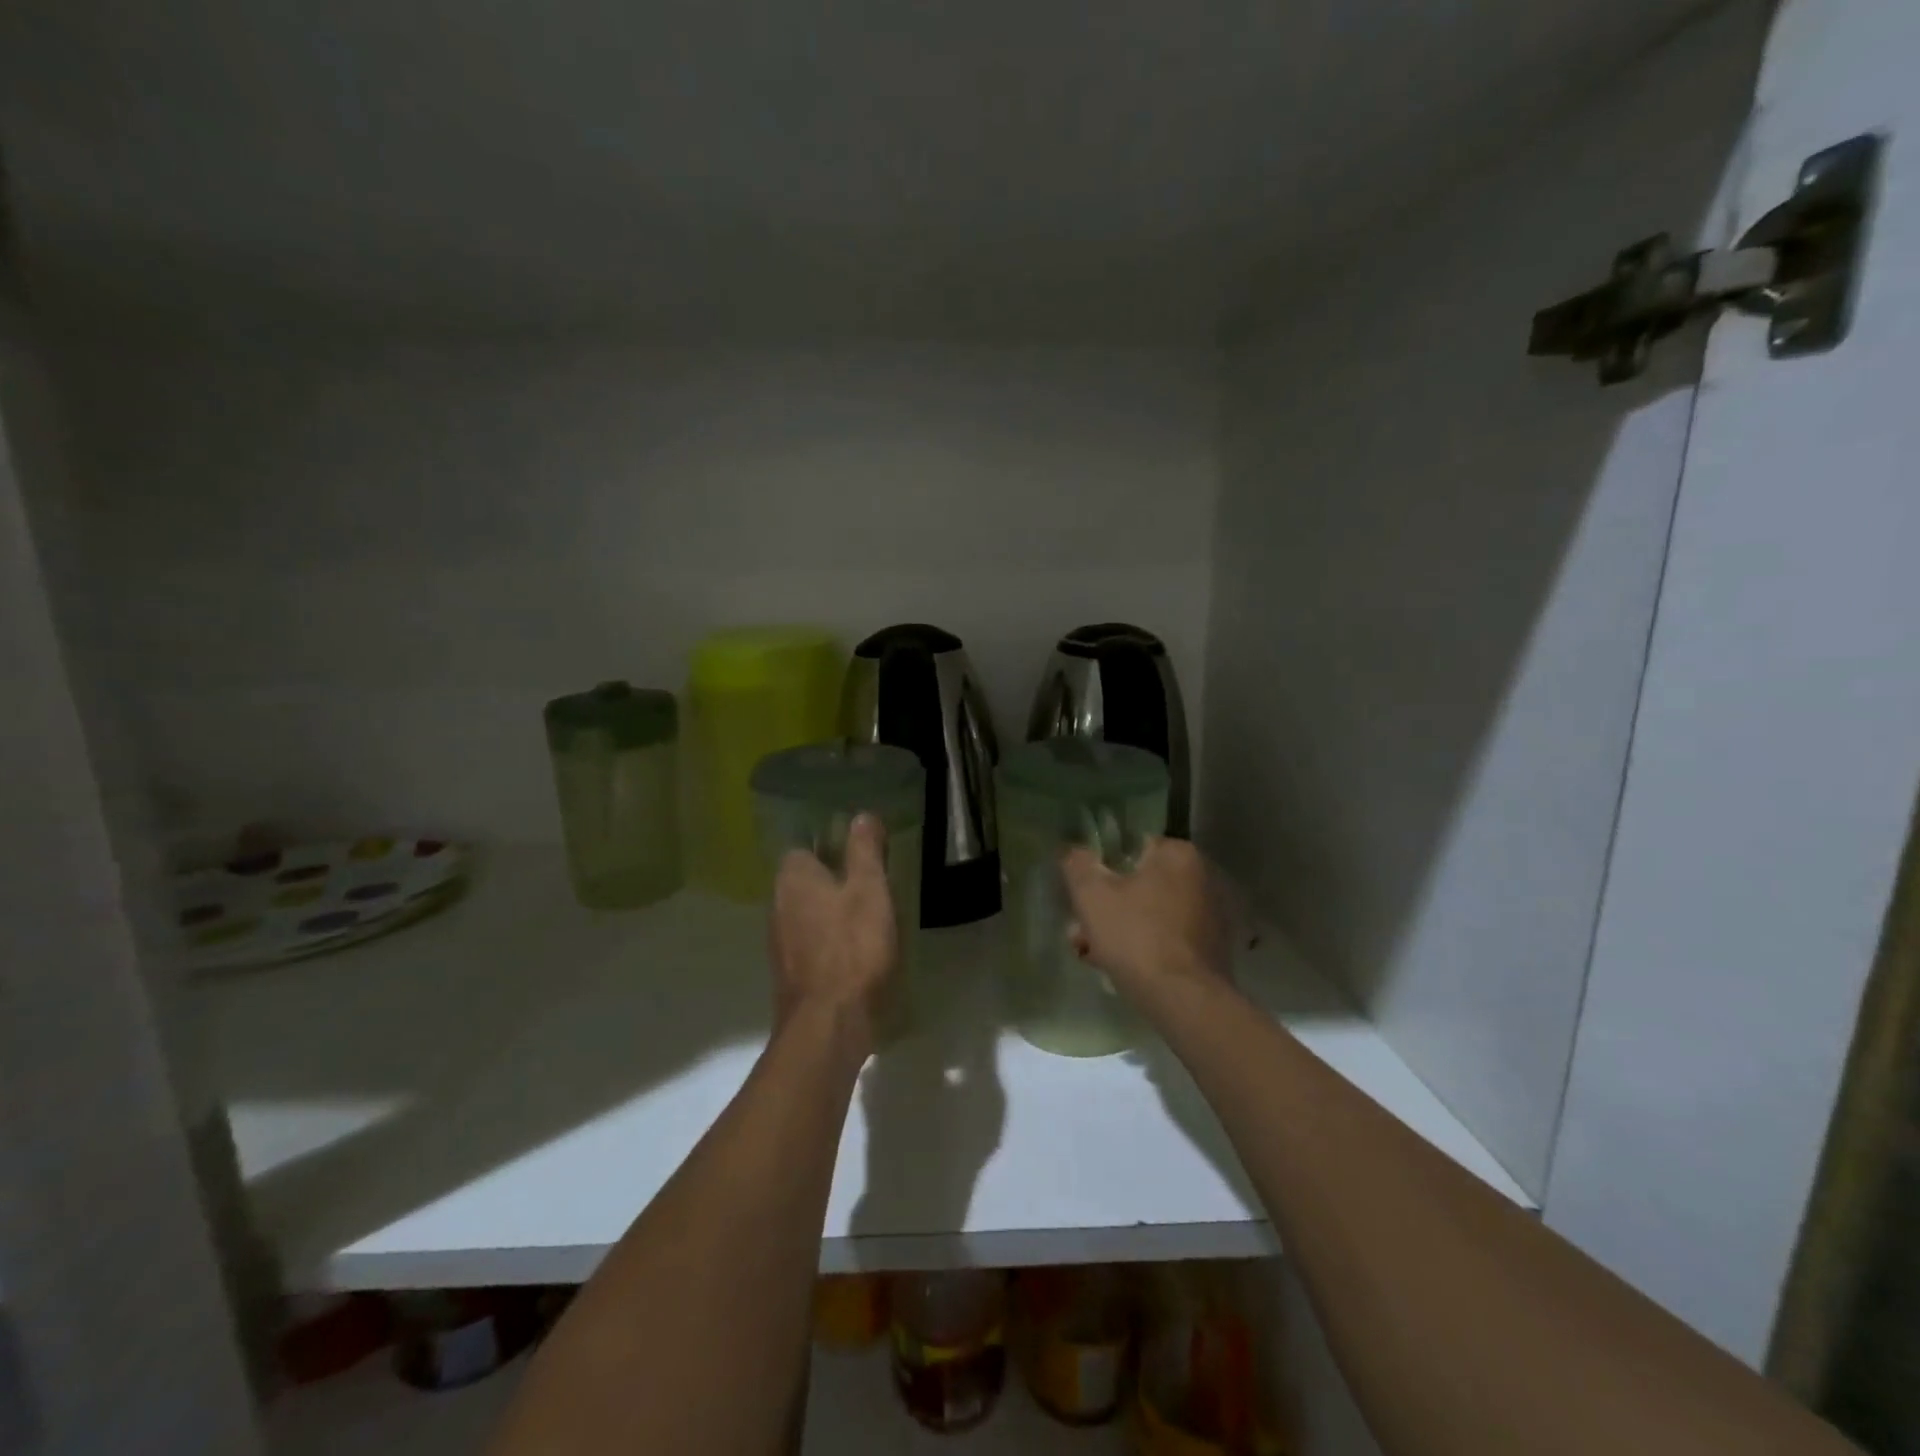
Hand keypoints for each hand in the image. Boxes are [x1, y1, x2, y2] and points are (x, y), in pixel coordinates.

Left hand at [768, 815, 898, 1058]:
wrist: (829, 1024)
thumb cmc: (853, 947)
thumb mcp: (870, 889)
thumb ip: (864, 851)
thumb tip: (860, 815)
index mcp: (793, 878)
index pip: (804, 847)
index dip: (832, 847)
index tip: (861, 854)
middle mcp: (778, 905)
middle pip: (805, 881)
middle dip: (833, 880)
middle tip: (871, 884)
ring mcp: (780, 943)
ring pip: (807, 913)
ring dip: (831, 913)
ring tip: (868, 918)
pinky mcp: (790, 974)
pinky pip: (811, 943)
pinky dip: (830, 942)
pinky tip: (856, 953)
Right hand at [1062, 837, 1235, 1001]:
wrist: (1184, 1000)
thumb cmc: (1136, 937)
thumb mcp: (1092, 895)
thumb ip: (1078, 865)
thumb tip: (1073, 850)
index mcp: (1177, 855)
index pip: (1130, 848)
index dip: (1100, 871)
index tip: (1082, 896)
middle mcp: (1201, 878)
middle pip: (1138, 885)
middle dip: (1106, 908)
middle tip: (1080, 933)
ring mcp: (1210, 915)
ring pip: (1150, 914)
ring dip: (1119, 930)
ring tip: (1091, 956)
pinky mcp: (1212, 949)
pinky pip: (1167, 938)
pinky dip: (1143, 948)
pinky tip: (1119, 969)